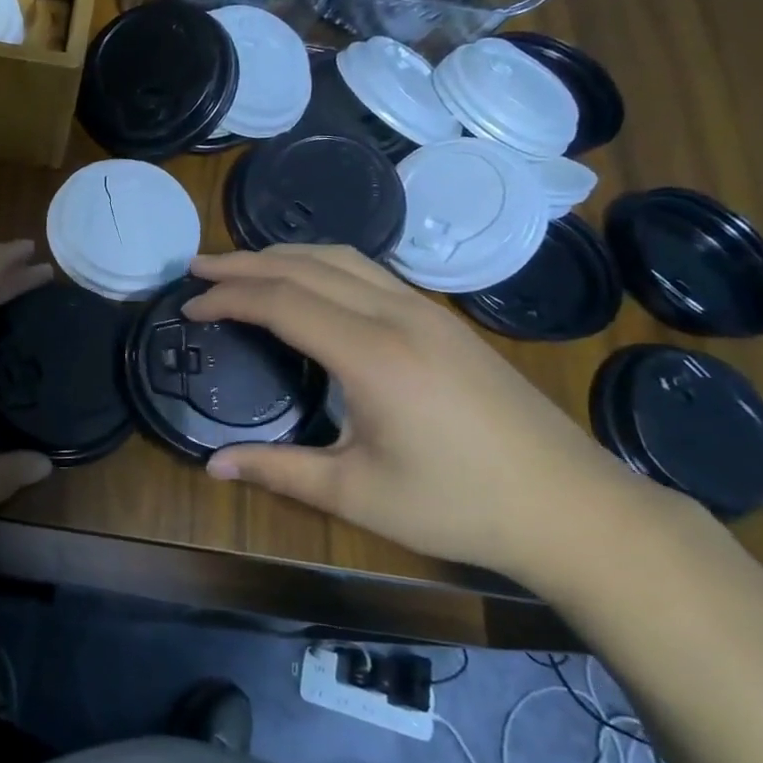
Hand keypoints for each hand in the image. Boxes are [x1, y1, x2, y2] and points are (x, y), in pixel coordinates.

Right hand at [184, 245, 660, 583]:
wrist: (573, 507)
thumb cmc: (460, 505)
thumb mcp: (358, 493)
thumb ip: (279, 470)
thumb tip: (211, 465)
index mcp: (371, 353)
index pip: (281, 302)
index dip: (227, 298)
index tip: (189, 307)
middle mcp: (396, 314)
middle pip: (305, 266)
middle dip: (244, 262)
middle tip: (198, 268)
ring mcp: (425, 311)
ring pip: (341, 258)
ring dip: (284, 255)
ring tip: (242, 266)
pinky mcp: (442, 320)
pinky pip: (368, 271)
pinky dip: (320, 265)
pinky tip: (307, 283)